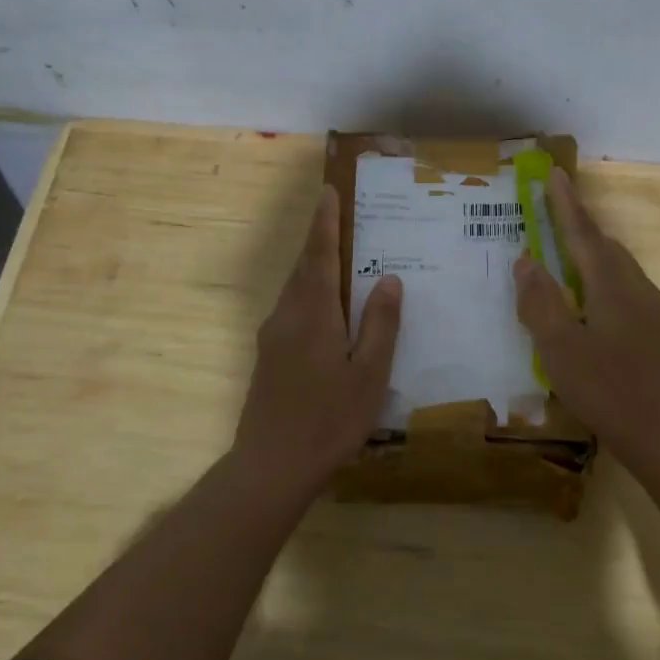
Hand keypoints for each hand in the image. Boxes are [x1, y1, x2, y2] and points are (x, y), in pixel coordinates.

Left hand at [233, 185, 402, 488]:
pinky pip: (292, 309)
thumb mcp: (368, 374)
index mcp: (313, 314)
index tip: (328, 192)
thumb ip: (380, 325)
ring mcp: (273, 337)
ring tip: (342, 257)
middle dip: (320, 239)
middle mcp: (287, 316)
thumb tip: (390, 279)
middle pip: (304, 267)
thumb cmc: (328, 420)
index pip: (319, 255)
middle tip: (341, 216)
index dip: (325, 223)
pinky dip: (311, 293)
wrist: (270, 467)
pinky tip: (330, 310)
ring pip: (296, 289)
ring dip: (315, 267)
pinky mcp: (269, 357)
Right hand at [513, 168, 659, 455]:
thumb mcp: (559, 347)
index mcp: (612, 285)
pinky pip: (623, 286)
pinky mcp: (655, 328)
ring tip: (565, 252)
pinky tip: (588, 297)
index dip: (566, 204)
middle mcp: (636, 287)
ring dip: (590, 251)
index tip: (555, 174)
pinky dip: (600, 276)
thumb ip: (540, 301)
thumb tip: (527, 260)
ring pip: (617, 266)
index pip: (584, 233)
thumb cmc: (604, 388)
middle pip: (604, 245)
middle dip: (578, 225)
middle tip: (552, 212)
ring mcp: (651, 308)